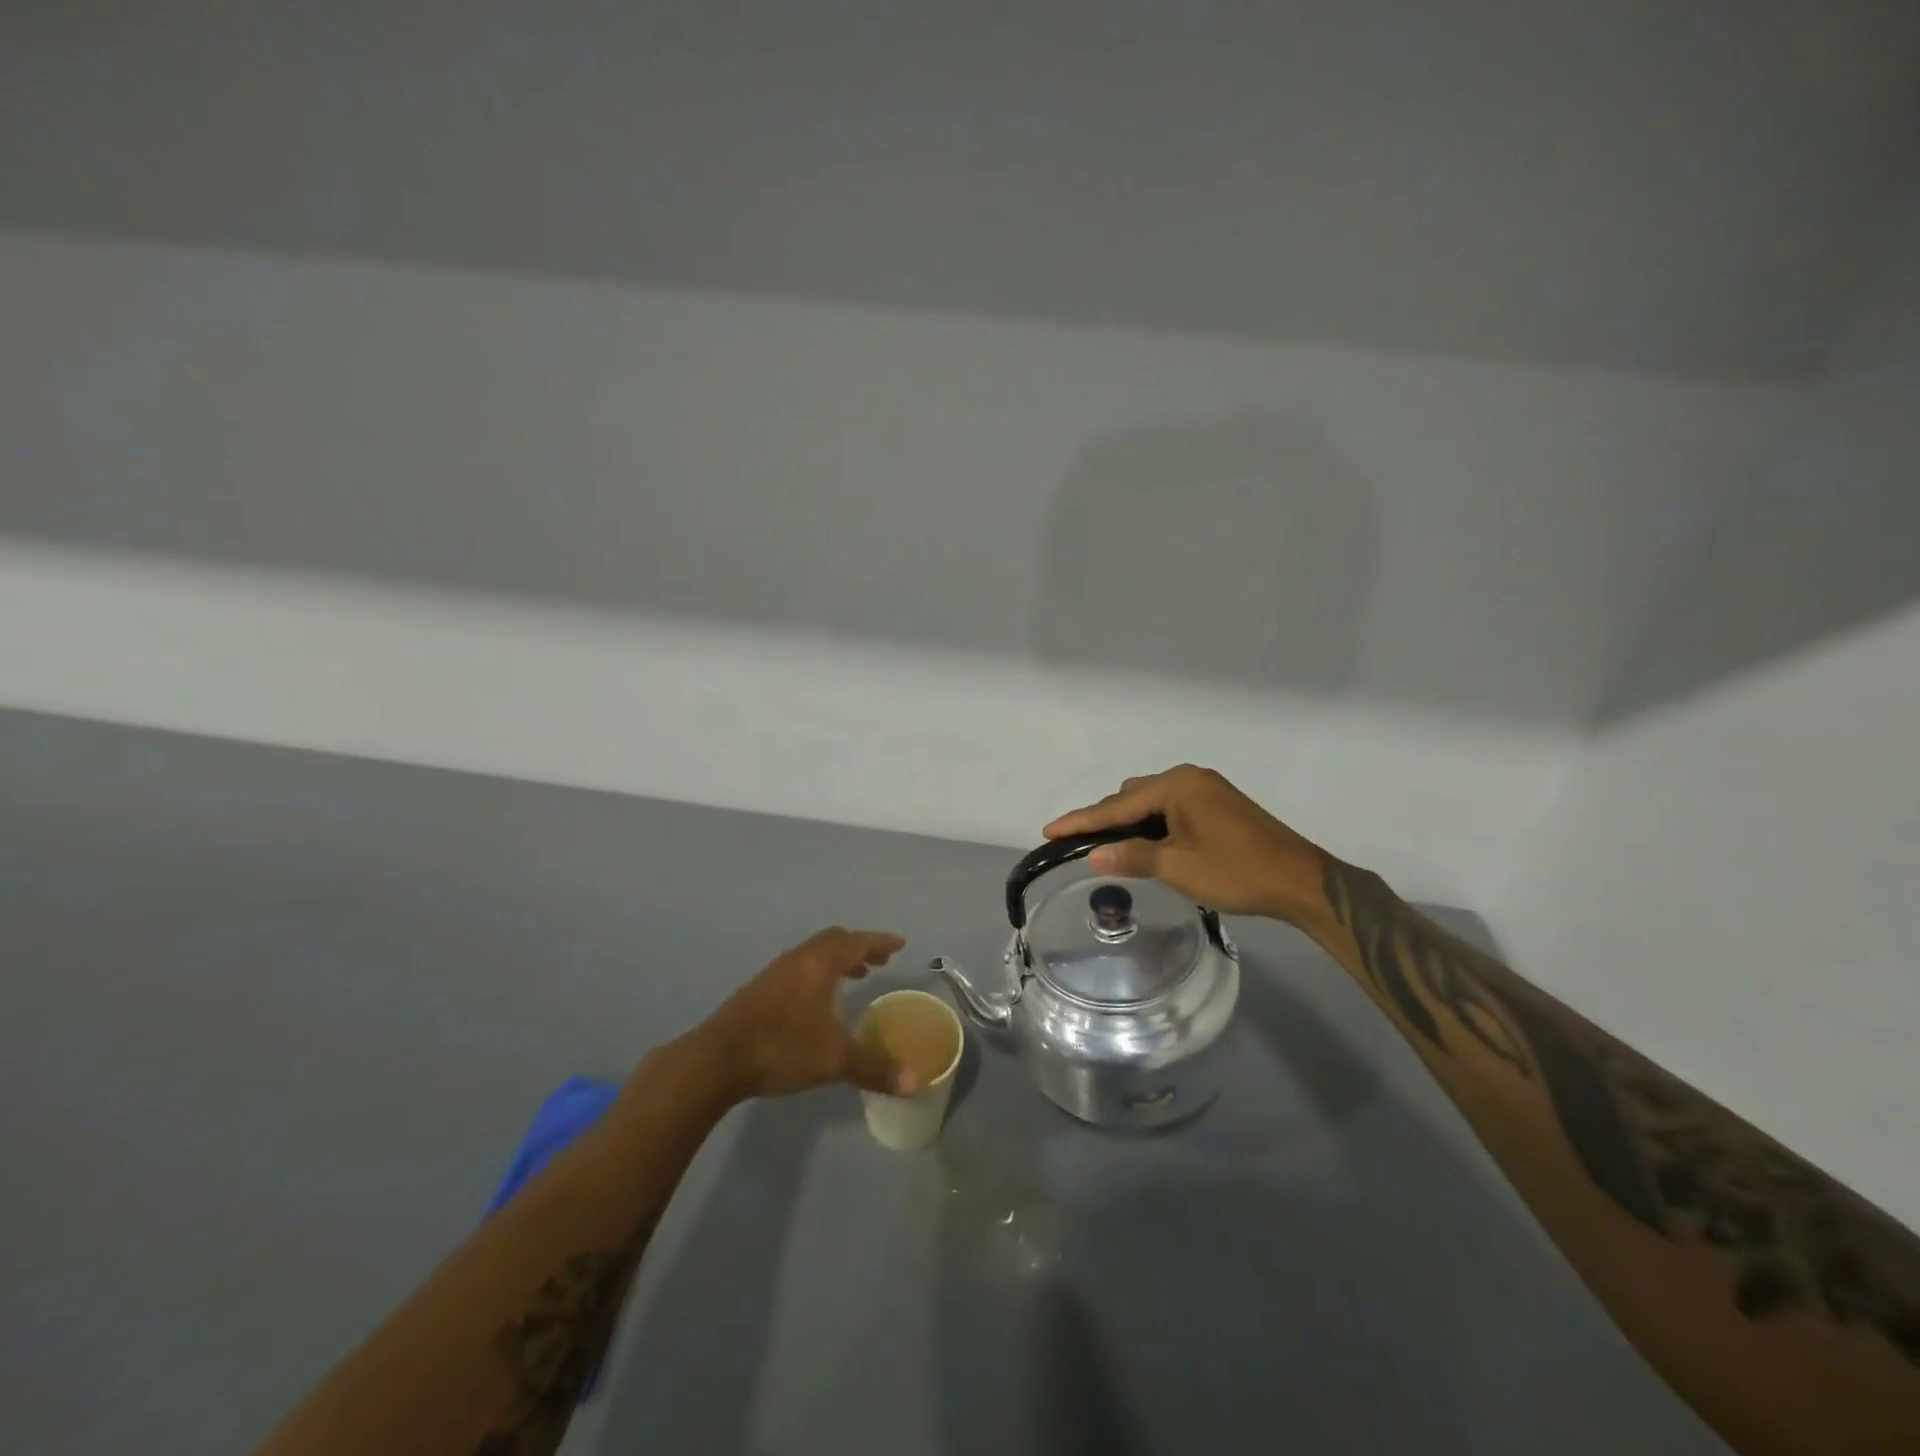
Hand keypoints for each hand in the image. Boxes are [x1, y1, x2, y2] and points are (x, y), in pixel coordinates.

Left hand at [694, 928, 917, 1100]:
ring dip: (837, 960)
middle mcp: (799, 959)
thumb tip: (914, 1082)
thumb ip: (874, 1068)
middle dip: (859, 948)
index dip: (880, 942)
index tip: (899, 944)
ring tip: (853, 978)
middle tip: (877, 962)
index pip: (858, 942)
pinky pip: (799, 968)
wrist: (717, 1059)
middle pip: (834, 941)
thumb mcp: (834, 1060)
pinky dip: (818, 973)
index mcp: (820, 964)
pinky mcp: (759, 989)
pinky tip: (817, 1002)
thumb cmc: (782, 1047)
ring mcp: (775, 972)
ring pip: (814, 954)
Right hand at [1043, 765, 1325, 926]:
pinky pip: (1172, 808)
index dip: (1081, 821)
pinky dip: (1153, 824)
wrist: (1300, 881)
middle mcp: (1189, 778)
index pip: (1116, 805)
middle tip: (1078, 844)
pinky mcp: (1219, 805)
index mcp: (1176, 786)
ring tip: (1111, 848)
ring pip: (1152, 802)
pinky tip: (1147, 843)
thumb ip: (1132, 856)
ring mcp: (1207, 789)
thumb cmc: (1235, 871)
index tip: (1049, 830)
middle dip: (1105, 819)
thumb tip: (1093, 855)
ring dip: (1130, 822)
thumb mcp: (1177, 866)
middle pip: (1132, 796)